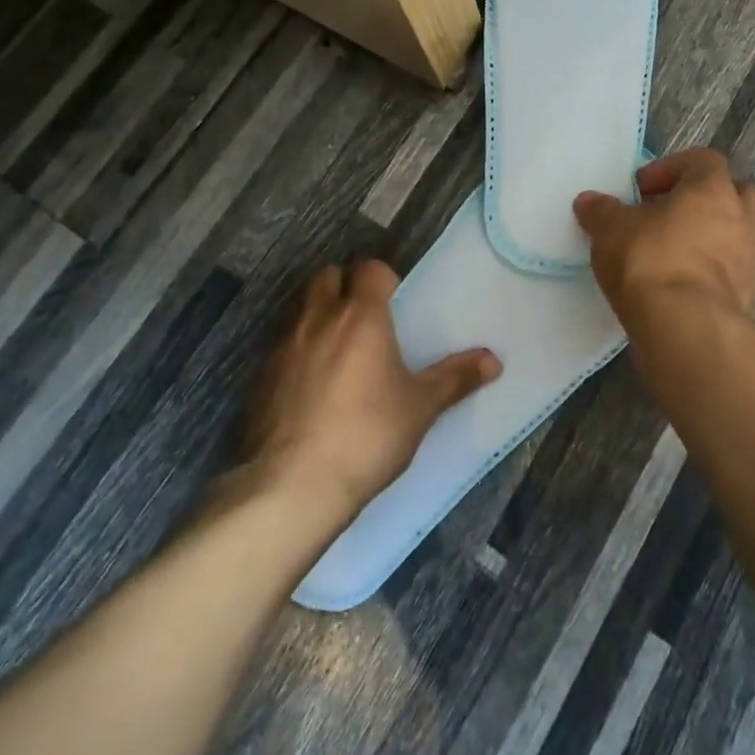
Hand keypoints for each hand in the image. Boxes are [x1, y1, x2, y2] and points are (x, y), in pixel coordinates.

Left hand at [244, 260, 500, 517]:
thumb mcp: (420, 408)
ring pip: (301, 309)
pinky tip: (311, 385)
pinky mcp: (260, 376)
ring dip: (319, 315)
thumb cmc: (367, 435)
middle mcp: (320, 319)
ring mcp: (284, 346)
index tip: (394, 301)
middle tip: (364, 317)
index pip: (370, 269)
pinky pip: (282, 346)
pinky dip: (298, 351)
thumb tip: (494, 360)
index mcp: (361, 316)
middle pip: (328, 277)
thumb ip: (455, 379)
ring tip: (339, 349)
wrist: (293, 485)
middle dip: (345, 286)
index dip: (383, 278)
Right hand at [574, 149, 754, 331]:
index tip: (641, 189)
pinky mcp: (749, 297)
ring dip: (706, 238)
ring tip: (669, 255)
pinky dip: (709, 274)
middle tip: (665, 215)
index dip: (670, 168)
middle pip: (732, 193)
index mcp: (712, 190)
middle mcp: (740, 218)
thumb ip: (600, 210)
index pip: (702, 160)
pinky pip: (730, 273)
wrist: (687, 329)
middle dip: (700, 199)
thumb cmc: (650, 261)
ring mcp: (749, 259)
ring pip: (733, 235)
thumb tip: (589, 201)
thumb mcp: (610, 229)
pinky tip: (679, 288)